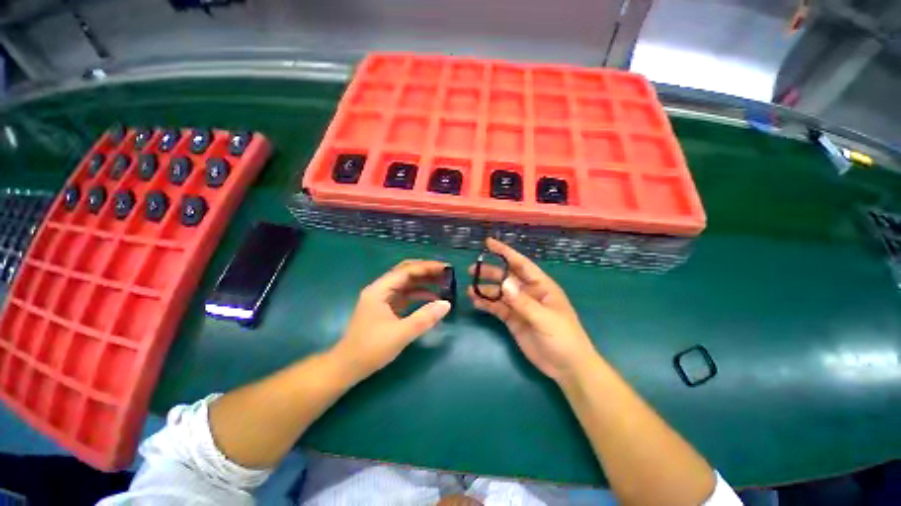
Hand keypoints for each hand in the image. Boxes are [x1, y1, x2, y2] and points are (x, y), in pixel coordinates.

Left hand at [331, 260, 451, 382]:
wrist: (348, 367)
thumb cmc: (371, 349)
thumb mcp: (400, 334)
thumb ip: (424, 318)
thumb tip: (447, 304)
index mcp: (380, 290)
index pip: (406, 270)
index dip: (427, 267)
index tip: (446, 268)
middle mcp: (381, 289)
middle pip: (406, 273)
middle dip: (426, 272)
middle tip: (447, 273)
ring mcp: (383, 298)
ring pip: (407, 284)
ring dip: (424, 282)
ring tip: (444, 284)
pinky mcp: (387, 308)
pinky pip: (406, 295)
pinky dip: (419, 295)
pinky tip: (433, 298)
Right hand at [468, 238, 596, 382]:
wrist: (567, 367)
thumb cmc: (564, 338)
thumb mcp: (544, 318)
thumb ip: (523, 301)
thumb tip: (503, 282)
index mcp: (541, 286)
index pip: (521, 264)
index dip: (505, 252)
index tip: (488, 243)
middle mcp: (529, 292)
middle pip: (506, 277)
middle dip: (490, 272)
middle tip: (472, 270)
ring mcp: (519, 306)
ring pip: (499, 293)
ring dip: (485, 289)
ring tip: (469, 289)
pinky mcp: (513, 319)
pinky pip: (497, 308)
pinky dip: (486, 304)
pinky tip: (475, 301)